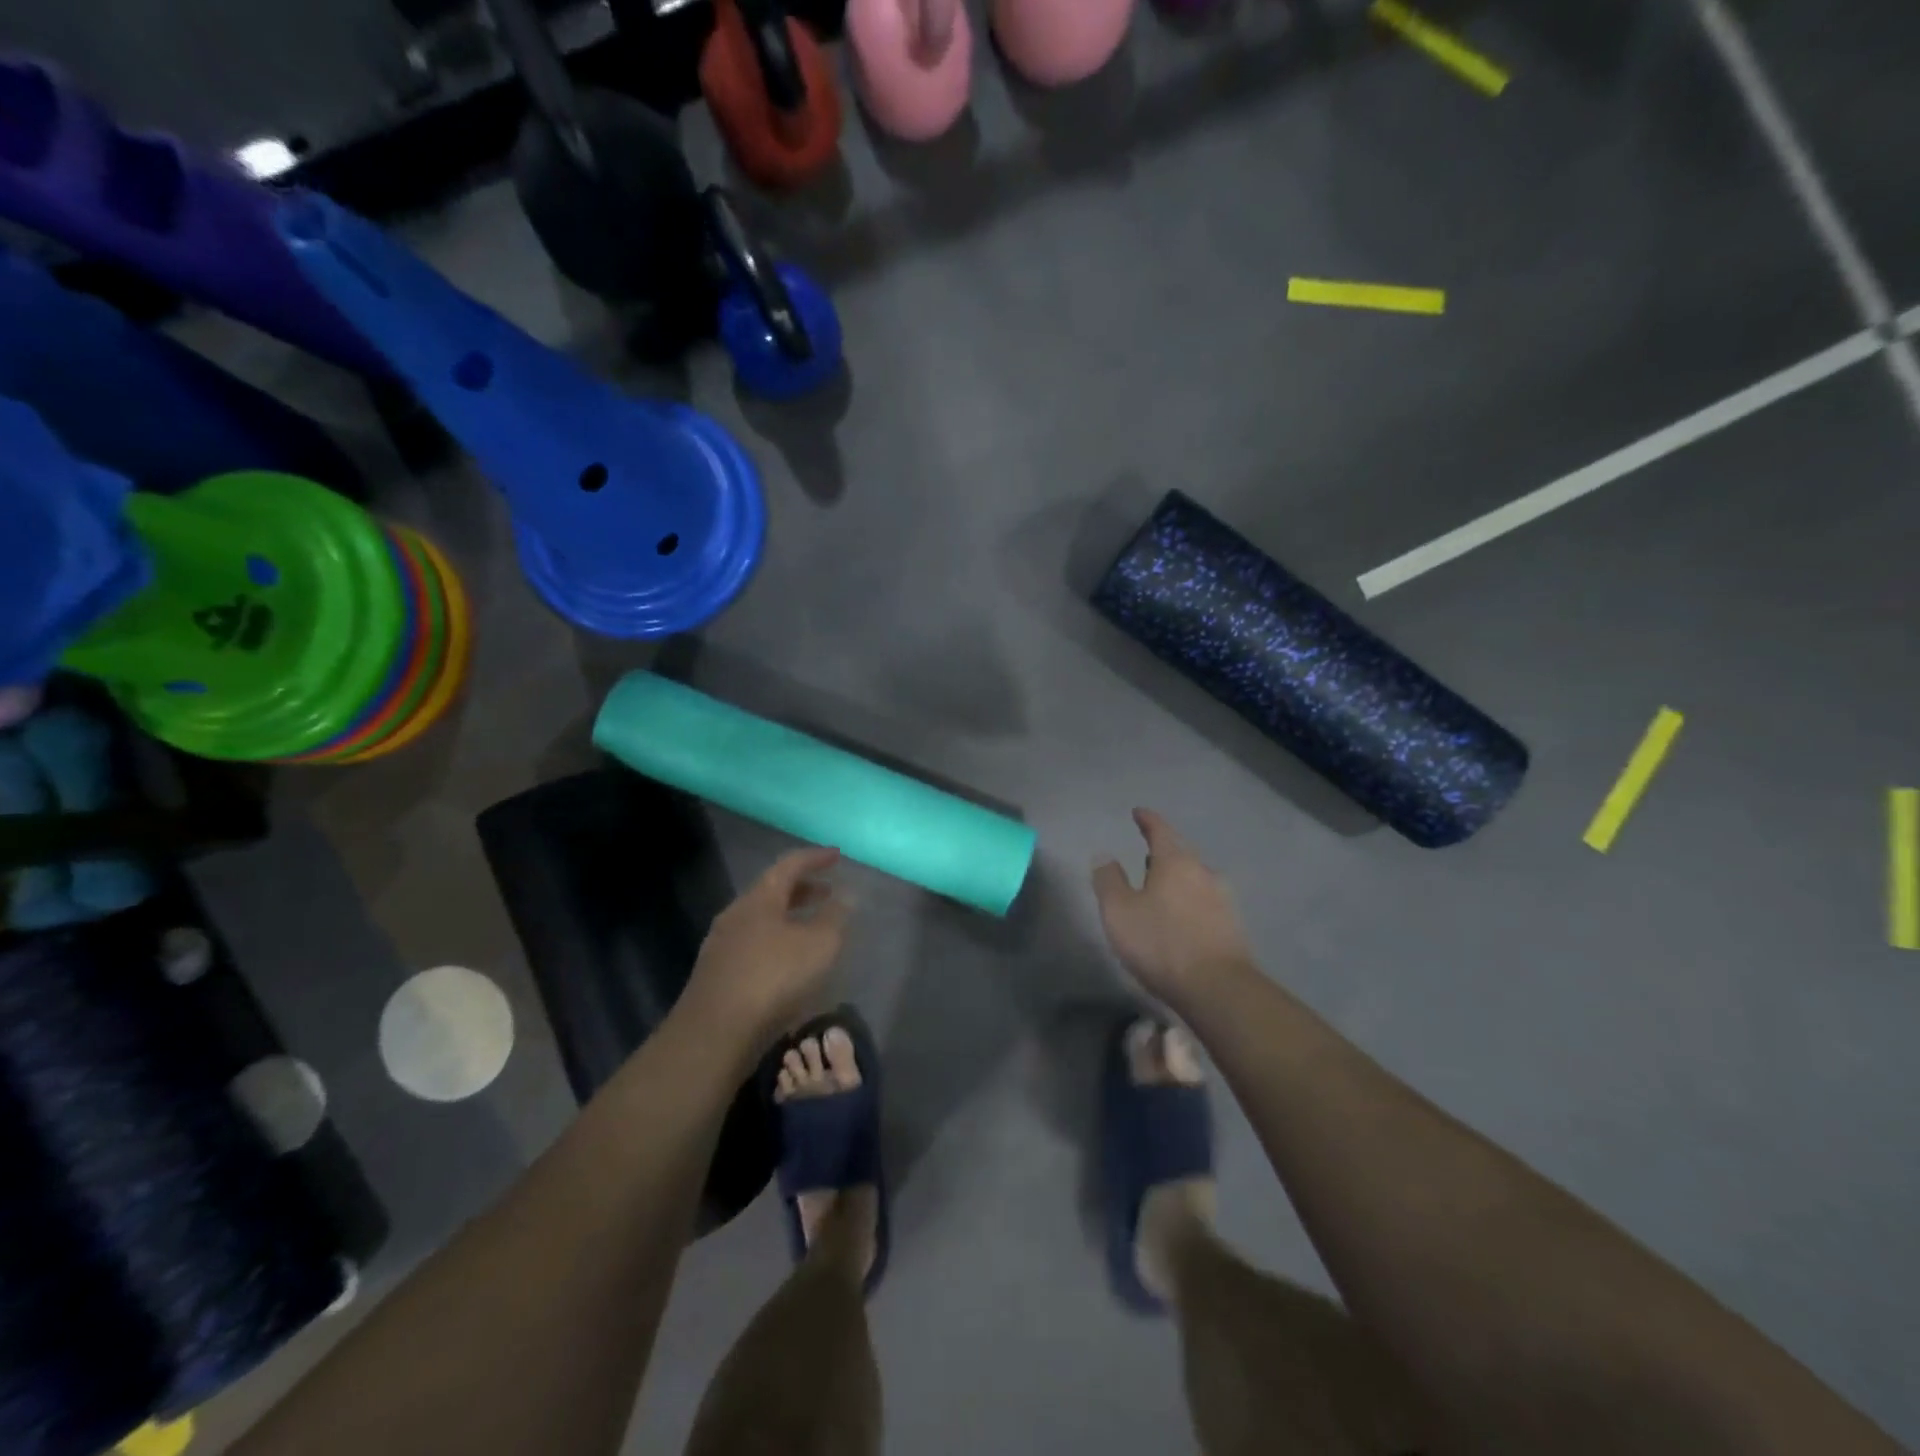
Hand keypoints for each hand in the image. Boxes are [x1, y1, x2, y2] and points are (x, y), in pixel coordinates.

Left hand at [683, 846, 849, 1047]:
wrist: (714, 1034)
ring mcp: (722, 945)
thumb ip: (834, 917)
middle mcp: (736, 914)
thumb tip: (845, 895)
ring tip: (814, 929)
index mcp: (760, 898)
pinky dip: (777, 941)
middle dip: (803, 889)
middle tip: (829, 893)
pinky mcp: (717, 974)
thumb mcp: (819, 945)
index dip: (815, 858)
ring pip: (762, 919)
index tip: (837, 855)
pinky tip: (790, 963)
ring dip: (790, 918)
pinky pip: (754, 944)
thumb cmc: (773, 978)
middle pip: (772, 891)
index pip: (789, 865)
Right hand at [1092, 809, 1253, 1009]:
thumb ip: (1108, 880)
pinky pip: (1205, 902)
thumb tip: (1105, 856)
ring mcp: (1223, 899)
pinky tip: (1180, 917)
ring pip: (1195, 878)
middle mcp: (1203, 872)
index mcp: (1176, 861)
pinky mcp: (1232, 925)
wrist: (1218, 988)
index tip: (1138, 813)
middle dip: (1162, 853)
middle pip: (1181, 853)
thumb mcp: (1119, 912)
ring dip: (1177, 879)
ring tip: (1160, 889)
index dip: (1147, 820)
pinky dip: (1189, 901)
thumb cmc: (1161, 943)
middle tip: (1145, 856)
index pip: (1160, 830)